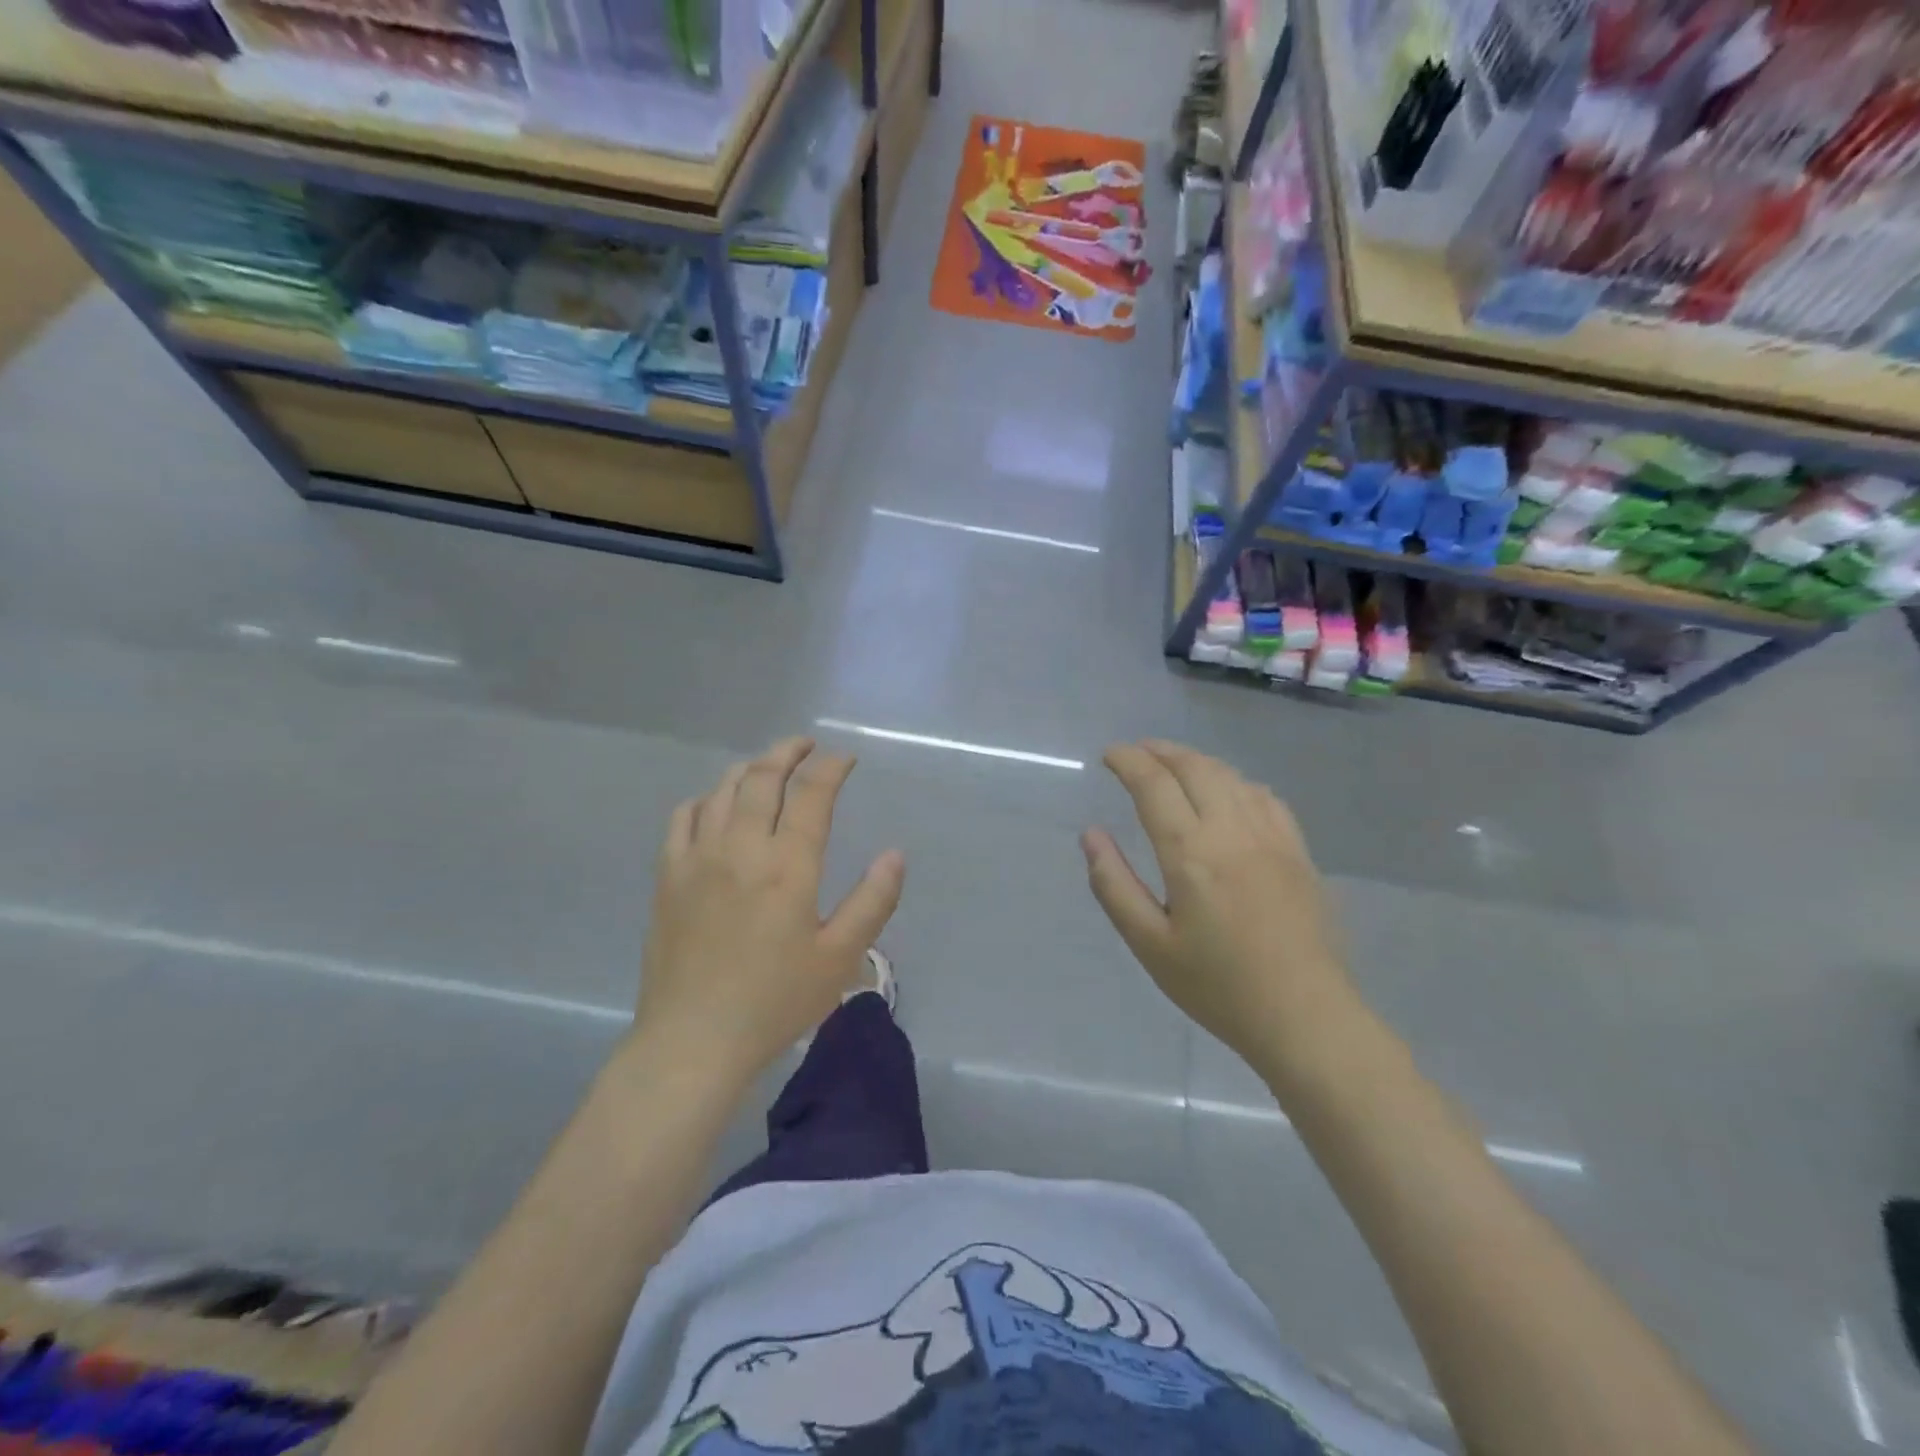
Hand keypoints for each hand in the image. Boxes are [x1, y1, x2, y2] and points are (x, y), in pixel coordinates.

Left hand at [634, 738, 904, 1087]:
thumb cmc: (774, 1001)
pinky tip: (715, 804)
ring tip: (768, 766)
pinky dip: (704, 798)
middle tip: (806, 745)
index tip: (845, 758)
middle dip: (788, 752)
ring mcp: (698, 858)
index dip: (831, 767)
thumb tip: (895, 854)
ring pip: (722, 789)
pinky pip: (683, 817)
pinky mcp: (668, 876)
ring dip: (749, 768)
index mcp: (787, 865)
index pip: (811, 794)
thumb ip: (873, 901)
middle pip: (762, 777)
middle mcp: (741, 847)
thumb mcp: (839, 957)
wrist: (693, 1040)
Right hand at [1081, 740, 1358, 1067]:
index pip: (1154, 785)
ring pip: (1231, 776)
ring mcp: (1272, 838)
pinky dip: (1236, 781)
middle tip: (1136, 752)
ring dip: (1196, 761)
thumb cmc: (1218, 987)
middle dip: (1161, 751)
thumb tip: (1091, 835)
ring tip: (1173, 764)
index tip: (1109, 755)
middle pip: (1195, 768)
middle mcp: (1232, 832)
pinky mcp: (1299, 852)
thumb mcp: (1150, 944)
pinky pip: (1265, 796)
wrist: (1305, 1017)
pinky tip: (1228, 792)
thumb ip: (1114, 885)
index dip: (1128, 761)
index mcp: (1191, 854)